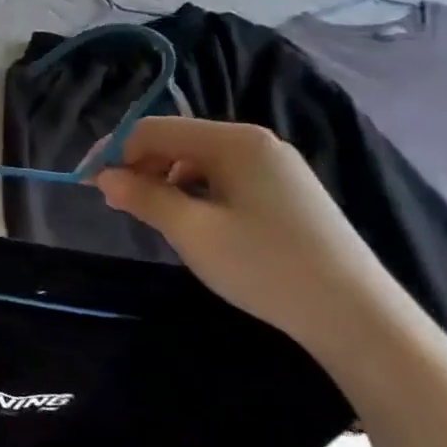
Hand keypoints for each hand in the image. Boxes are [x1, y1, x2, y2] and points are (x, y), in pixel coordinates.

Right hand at [93, 116, 411, 355]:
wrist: (358, 317)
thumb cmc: (265, 266)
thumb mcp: (192, 232)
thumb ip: (143, 196)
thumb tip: (104, 177)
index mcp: (234, 141)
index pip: (154, 129)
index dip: (114, 152)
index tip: (88, 184)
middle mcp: (256, 142)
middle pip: (177, 140)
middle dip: (140, 166)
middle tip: (117, 204)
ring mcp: (276, 166)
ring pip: (198, 160)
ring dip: (165, 180)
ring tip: (152, 216)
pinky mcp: (287, 192)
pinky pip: (224, 177)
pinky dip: (195, 192)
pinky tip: (194, 222)